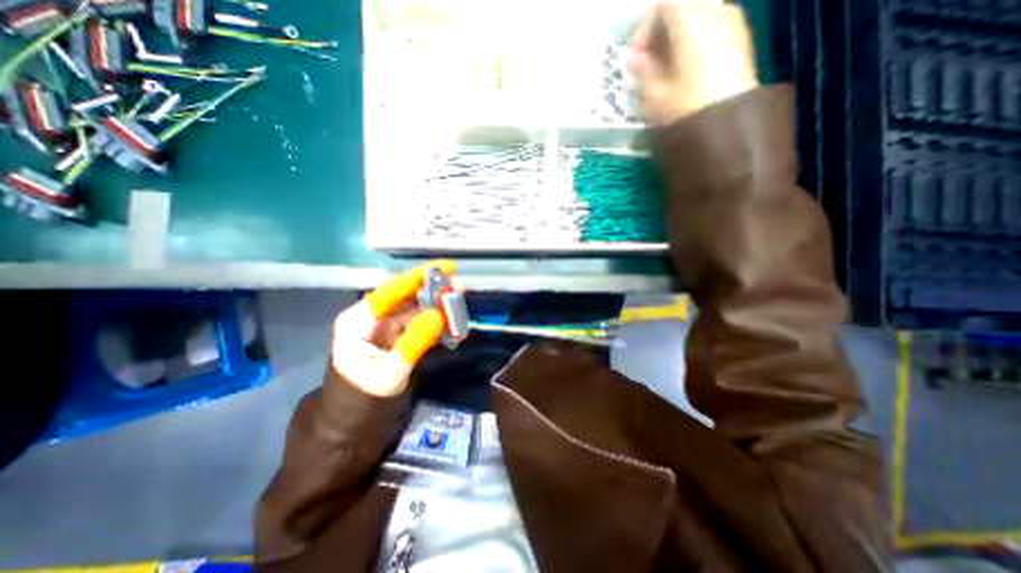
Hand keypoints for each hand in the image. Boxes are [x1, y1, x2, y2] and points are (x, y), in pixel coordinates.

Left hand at [331, 262, 453, 395]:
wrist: (357, 422)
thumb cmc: (364, 397)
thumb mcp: (390, 372)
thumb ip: (413, 342)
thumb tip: (438, 314)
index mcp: (360, 320)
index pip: (392, 290)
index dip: (419, 276)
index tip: (447, 267)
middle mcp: (374, 317)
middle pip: (408, 296)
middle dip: (435, 292)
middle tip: (461, 289)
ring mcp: (388, 326)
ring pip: (418, 309)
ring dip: (440, 308)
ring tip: (461, 308)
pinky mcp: (400, 336)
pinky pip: (422, 323)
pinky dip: (438, 324)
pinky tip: (454, 326)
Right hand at [626, 0, 760, 124]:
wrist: (729, 122)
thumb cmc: (686, 106)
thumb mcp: (654, 94)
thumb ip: (643, 71)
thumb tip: (635, 59)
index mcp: (690, 20)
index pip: (661, 5)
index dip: (642, 29)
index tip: (635, 58)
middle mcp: (714, 10)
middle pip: (681, 8)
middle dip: (659, 33)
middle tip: (647, 62)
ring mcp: (732, 22)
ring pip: (697, 18)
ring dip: (676, 39)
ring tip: (664, 69)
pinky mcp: (740, 40)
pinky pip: (711, 29)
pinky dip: (693, 43)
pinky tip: (684, 70)